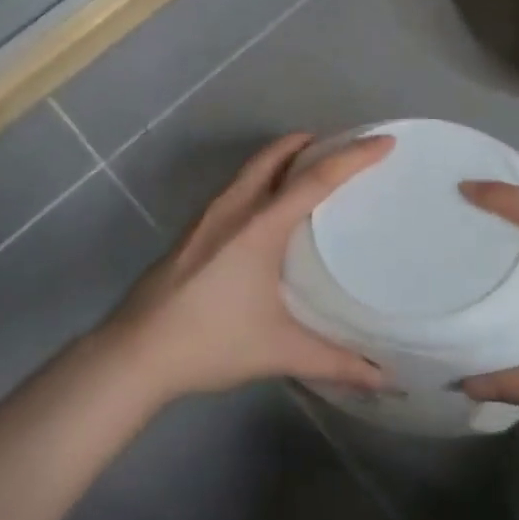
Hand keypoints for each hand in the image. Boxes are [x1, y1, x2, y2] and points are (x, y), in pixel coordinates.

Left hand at [98, 133, 391, 403]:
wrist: (134, 353)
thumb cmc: (210, 342)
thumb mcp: (279, 351)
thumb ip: (335, 360)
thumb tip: (383, 378)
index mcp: (260, 226)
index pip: (315, 178)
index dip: (353, 157)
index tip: (384, 141)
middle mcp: (234, 209)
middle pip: (275, 156)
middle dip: (310, 143)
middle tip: (341, 147)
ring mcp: (207, 217)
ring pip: (251, 169)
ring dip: (281, 158)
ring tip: (308, 170)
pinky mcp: (192, 231)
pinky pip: (236, 187)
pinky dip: (261, 179)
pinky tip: (266, 211)